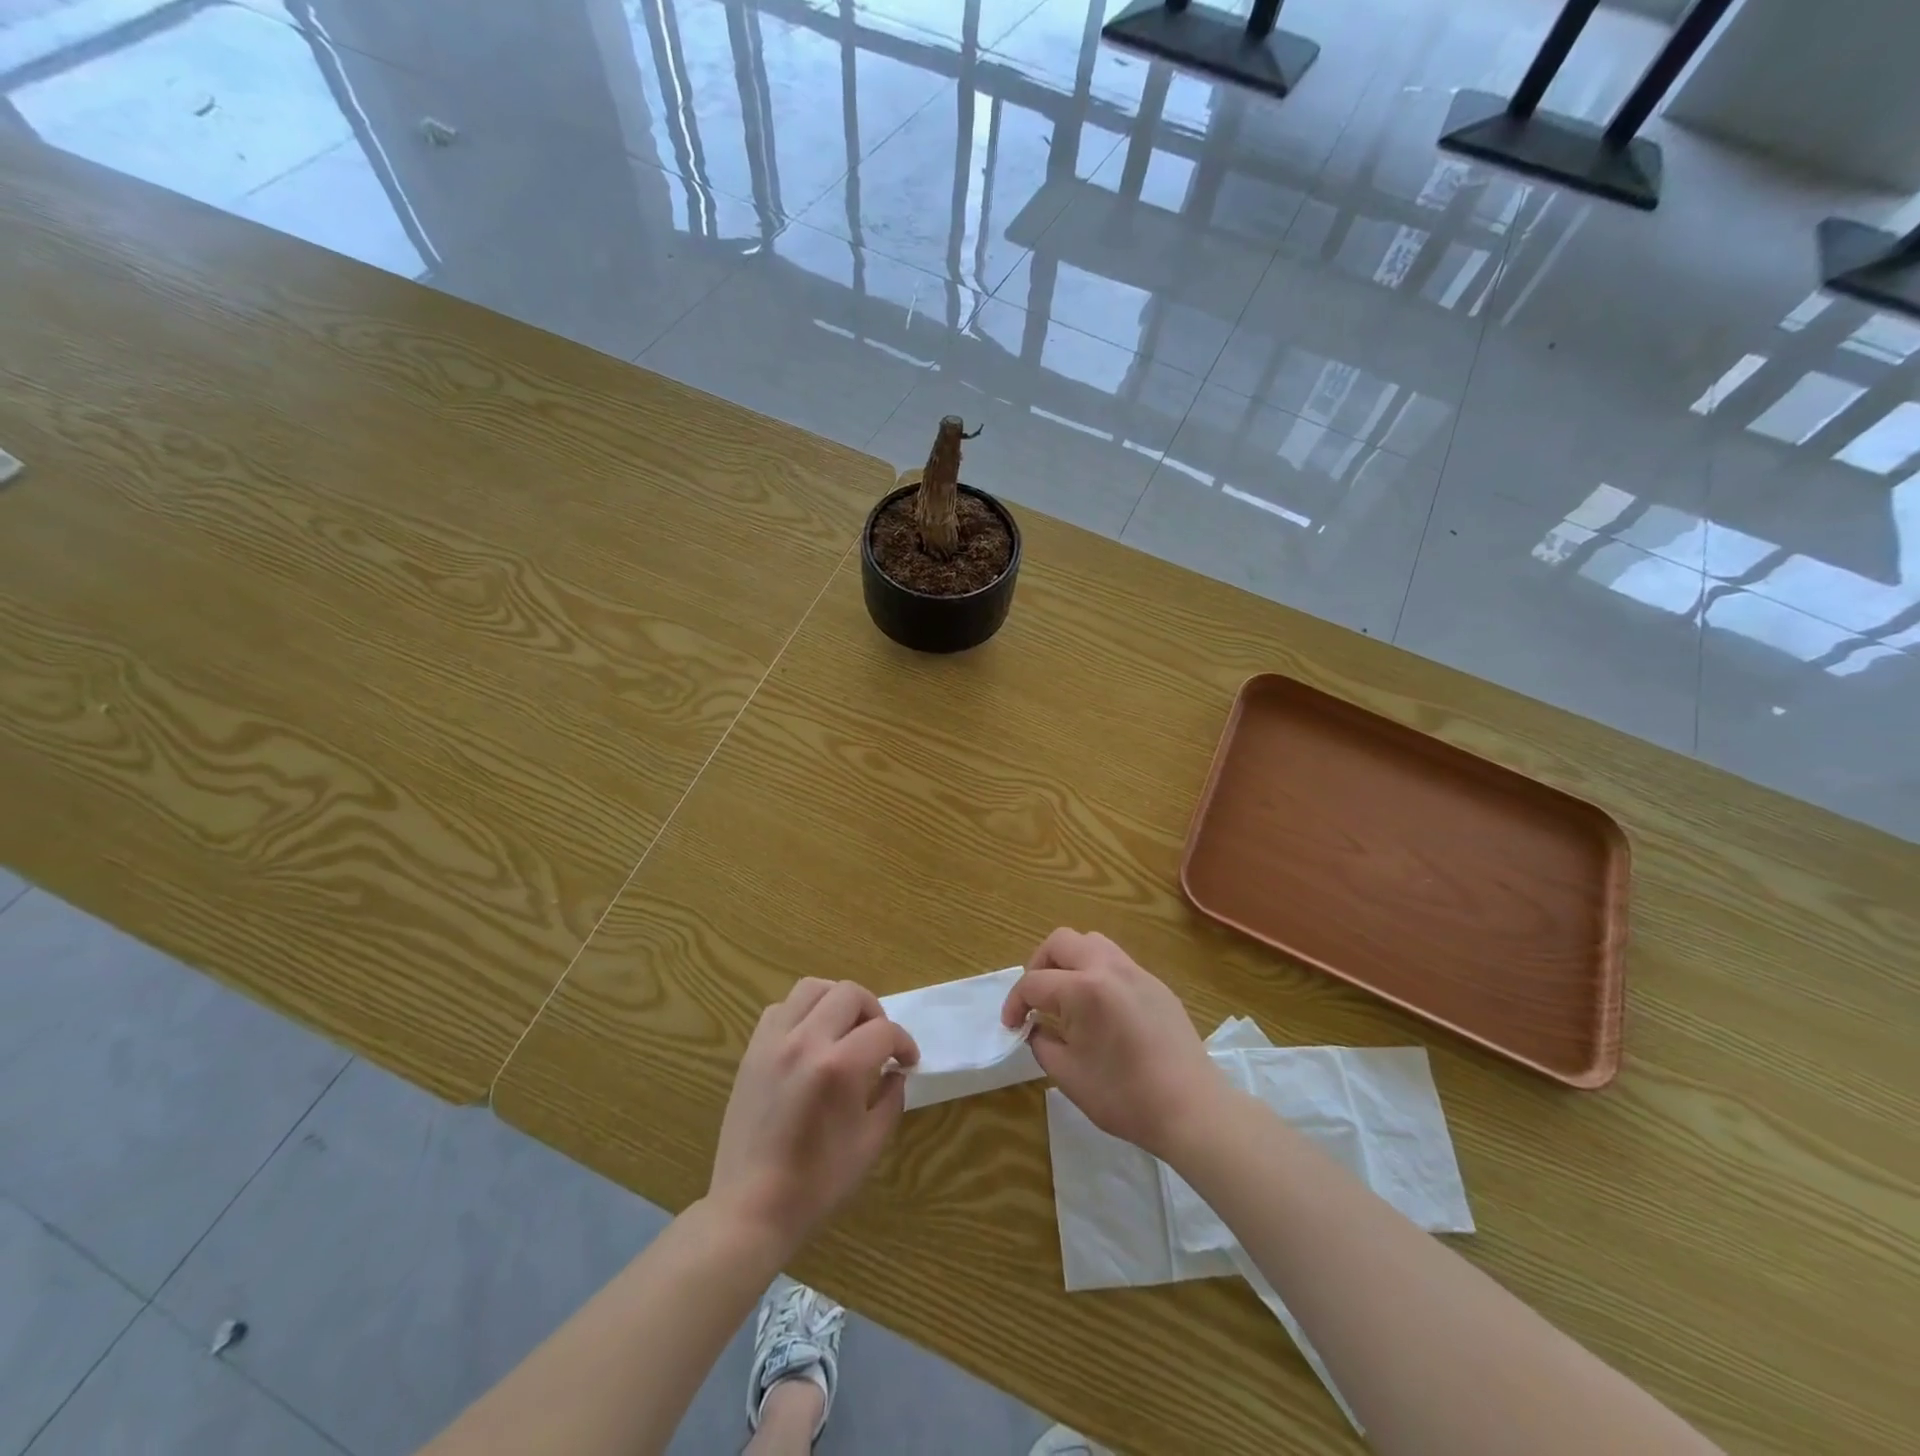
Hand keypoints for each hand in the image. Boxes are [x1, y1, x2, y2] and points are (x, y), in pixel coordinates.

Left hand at [709, 979, 918, 1253]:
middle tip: (880, 1041)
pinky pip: (781, 1008)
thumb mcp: (870, 1144)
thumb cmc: (817, 1183)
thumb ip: (891, 1098)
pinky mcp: (753, 1050)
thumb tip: (895, 1072)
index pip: (884, 1030)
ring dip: (837, 1001)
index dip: (904, 1043)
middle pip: (850, 994)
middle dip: (875, 1012)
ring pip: (813, 988)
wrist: (751, 1208)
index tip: (908, 1061)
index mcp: (839, 1066)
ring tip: (845, 1029)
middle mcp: (806, 1041)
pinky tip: (810, 1039)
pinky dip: (802, 1012)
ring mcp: (774, 1042)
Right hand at [1002, 929, 1225, 1159]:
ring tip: (1065, 995)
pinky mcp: (1156, 984)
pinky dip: (1096, 972)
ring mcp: (1136, 972)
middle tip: (1035, 998)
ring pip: (1091, 942)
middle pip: (1060, 942)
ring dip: (1069, 961)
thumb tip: (1036, 1028)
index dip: (1015, 1003)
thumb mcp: (1068, 1076)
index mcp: (1083, 989)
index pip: (1034, 983)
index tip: (1012, 1026)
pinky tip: (1099, 1007)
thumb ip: (1042, 1043)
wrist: (1192, 1109)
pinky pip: (1116, 961)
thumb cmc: (1125, 1097)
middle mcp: (1108, 968)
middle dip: (1038, 965)